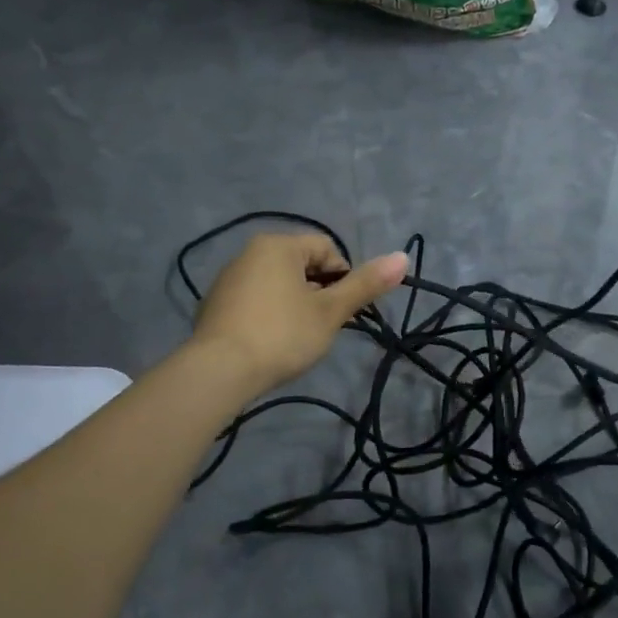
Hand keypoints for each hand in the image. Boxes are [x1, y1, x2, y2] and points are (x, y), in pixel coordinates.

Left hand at [193, 234, 407, 396]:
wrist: (219, 371)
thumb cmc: (282, 335)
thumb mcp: (330, 311)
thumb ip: (365, 284)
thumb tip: (403, 257)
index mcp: (278, 245)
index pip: (326, 248)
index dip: (343, 277)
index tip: (342, 310)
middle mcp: (249, 252)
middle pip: (301, 265)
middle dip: (318, 293)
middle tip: (323, 326)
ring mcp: (227, 279)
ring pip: (277, 284)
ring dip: (294, 305)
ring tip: (296, 338)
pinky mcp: (214, 306)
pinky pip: (254, 301)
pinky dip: (268, 316)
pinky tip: (269, 344)